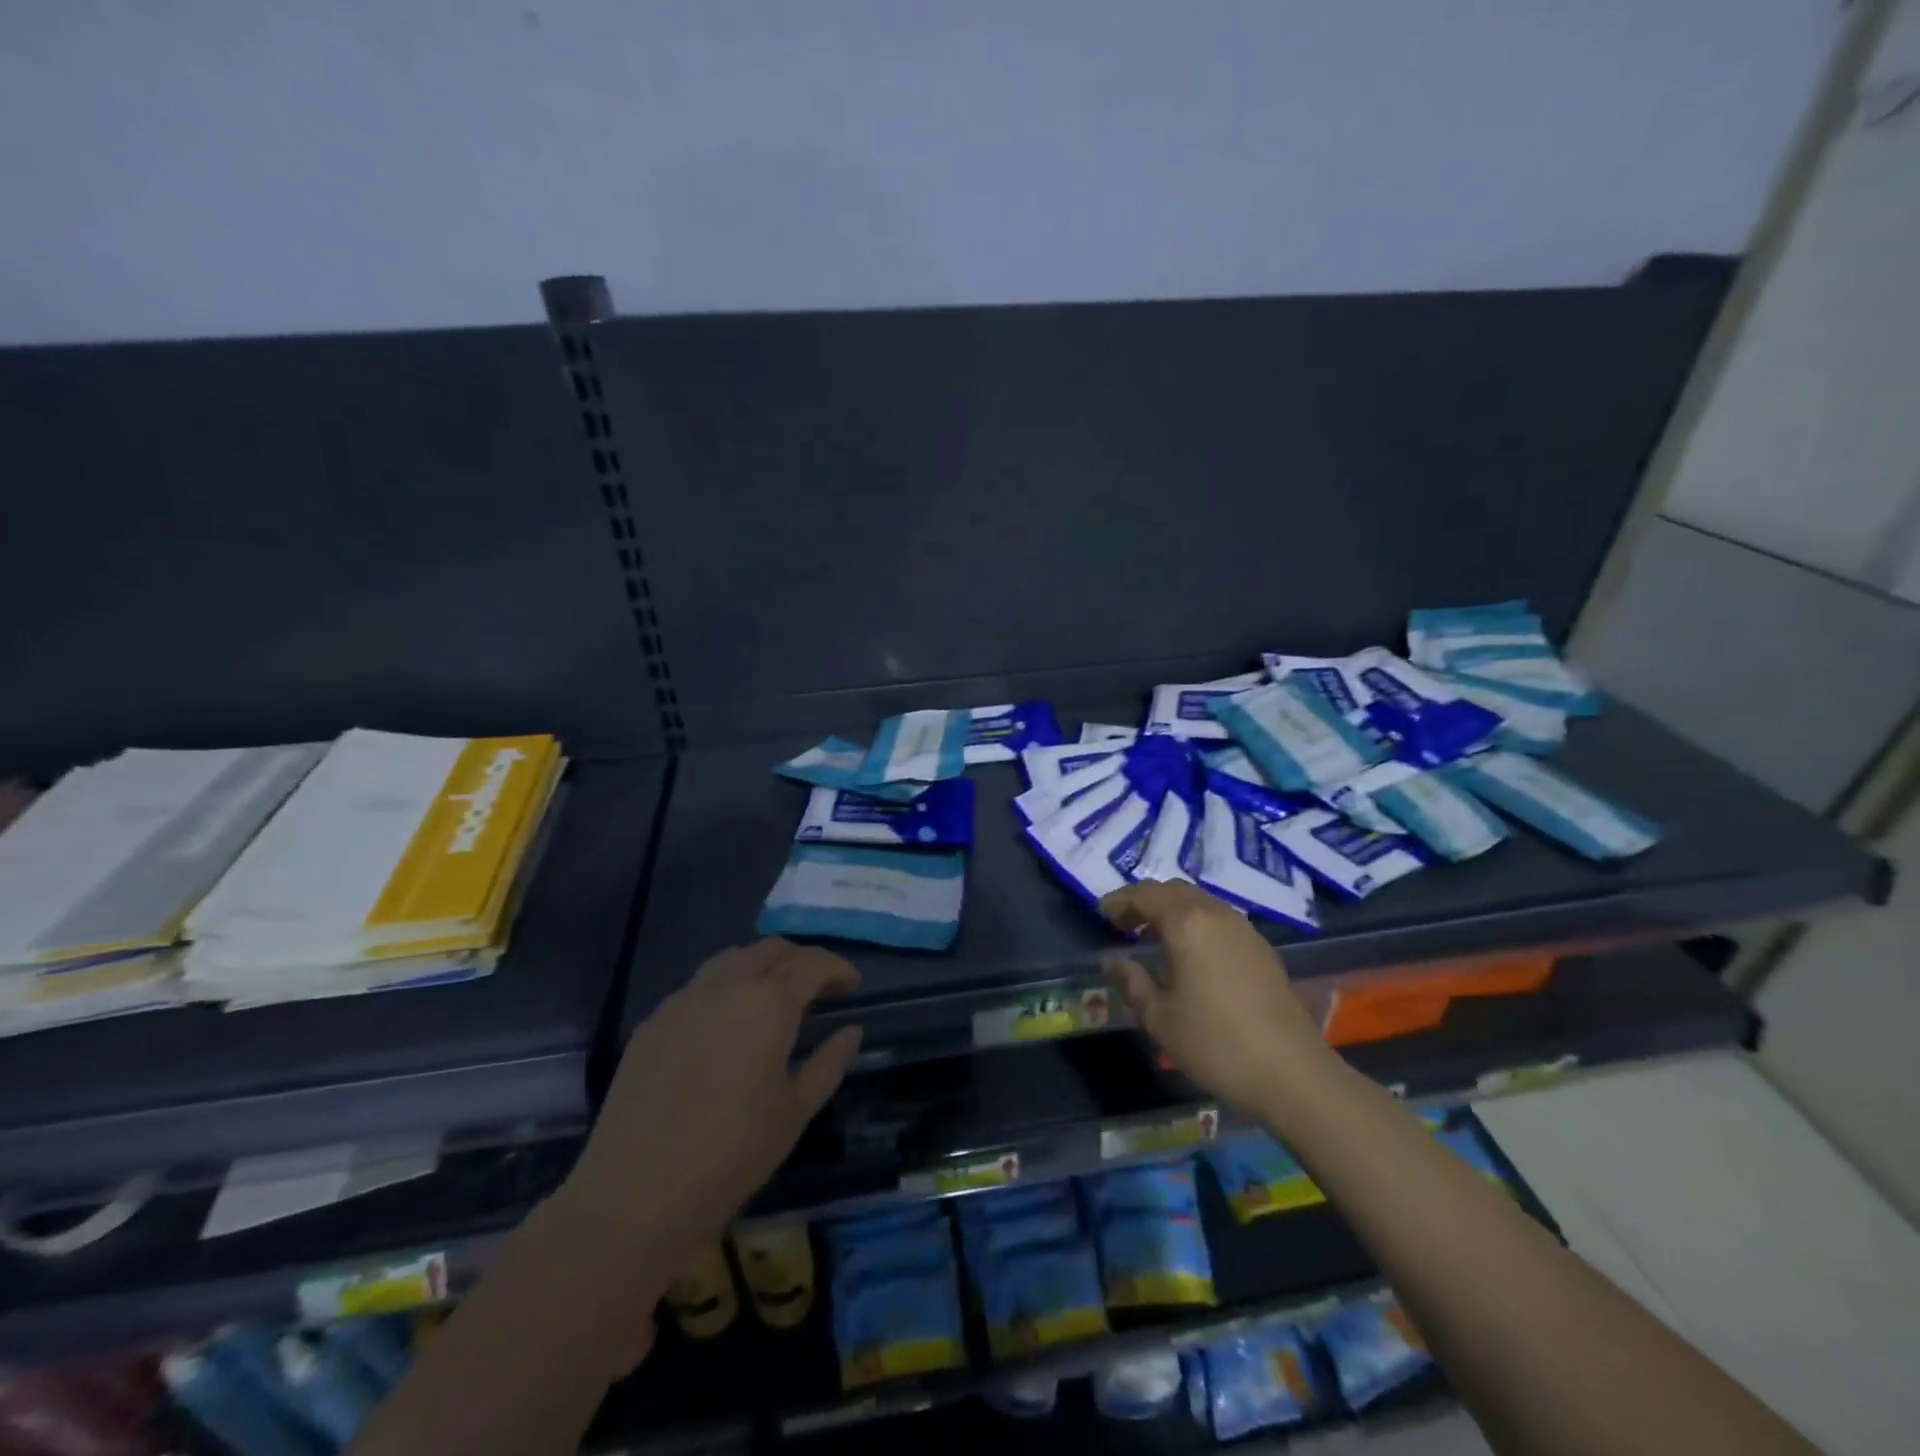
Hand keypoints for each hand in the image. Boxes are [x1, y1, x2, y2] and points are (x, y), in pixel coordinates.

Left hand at [558, 939, 862, 1275]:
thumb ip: (829, 1062)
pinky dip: (724, 989)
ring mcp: (683, 999)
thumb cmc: (733, 1153)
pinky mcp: (653, 1022)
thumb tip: (851, 1031)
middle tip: (817, 987)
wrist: (635, 1193)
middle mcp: (726, 985)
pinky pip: (697, 987)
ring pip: (731, 960)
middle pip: (771, 950)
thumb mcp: (796, 1111)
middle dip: (800, 960)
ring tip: (772, 999)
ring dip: (760, 967)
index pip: (812, 964)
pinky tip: (725, 1026)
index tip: (852, 985)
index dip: (837, 969)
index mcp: (769, 1002)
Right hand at [1099, 881, 1333, 1115]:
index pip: (1146, 895)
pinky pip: (1219, 919)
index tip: (1101, 915)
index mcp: (1187, 923)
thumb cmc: (1216, 1044)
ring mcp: (1244, 930)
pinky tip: (1189, 954)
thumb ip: (1132, 982)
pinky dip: (1195, 923)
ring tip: (1153, 938)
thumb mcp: (1160, 1018)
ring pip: (1200, 903)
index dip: (1120, 901)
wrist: (1293, 1074)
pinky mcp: (1262, 949)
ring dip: (1172, 911)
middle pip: (1174, 891)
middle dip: (1145, 901)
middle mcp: (1217, 915)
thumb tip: (1112, 962)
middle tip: (1124, 924)